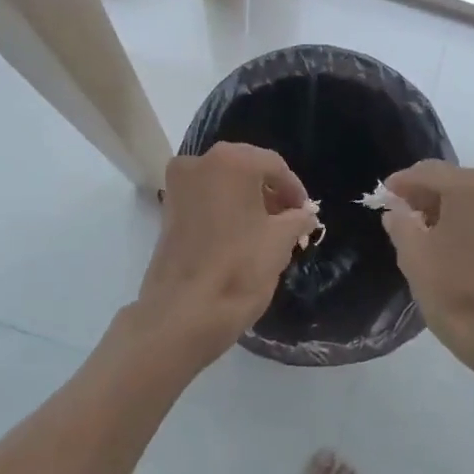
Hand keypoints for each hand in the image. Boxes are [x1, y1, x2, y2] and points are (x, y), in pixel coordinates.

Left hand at [125, 143, 318, 366]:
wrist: (183, 312)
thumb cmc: (239, 269)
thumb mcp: (281, 241)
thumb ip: (297, 219)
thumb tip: (304, 214)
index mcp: (231, 161)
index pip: (274, 165)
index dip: (294, 189)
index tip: (306, 214)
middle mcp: (199, 162)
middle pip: (245, 168)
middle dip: (269, 192)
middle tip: (289, 220)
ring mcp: (177, 184)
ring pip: (223, 183)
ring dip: (246, 200)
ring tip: (267, 230)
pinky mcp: (166, 209)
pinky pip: (204, 198)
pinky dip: (224, 209)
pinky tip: (239, 235)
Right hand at [380, 161, 473, 381]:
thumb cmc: (455, 290)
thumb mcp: (413, 255)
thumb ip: (400, 223)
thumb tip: (397, 211)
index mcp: (470, 188)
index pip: (428, 171)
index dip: (402, 182)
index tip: (383, 195)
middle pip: (453, 180)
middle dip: (425, 193)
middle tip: (399, 211)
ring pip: (472, 198)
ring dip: (446, 207)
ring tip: (420, 229)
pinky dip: (465, 221)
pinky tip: (447, 242)